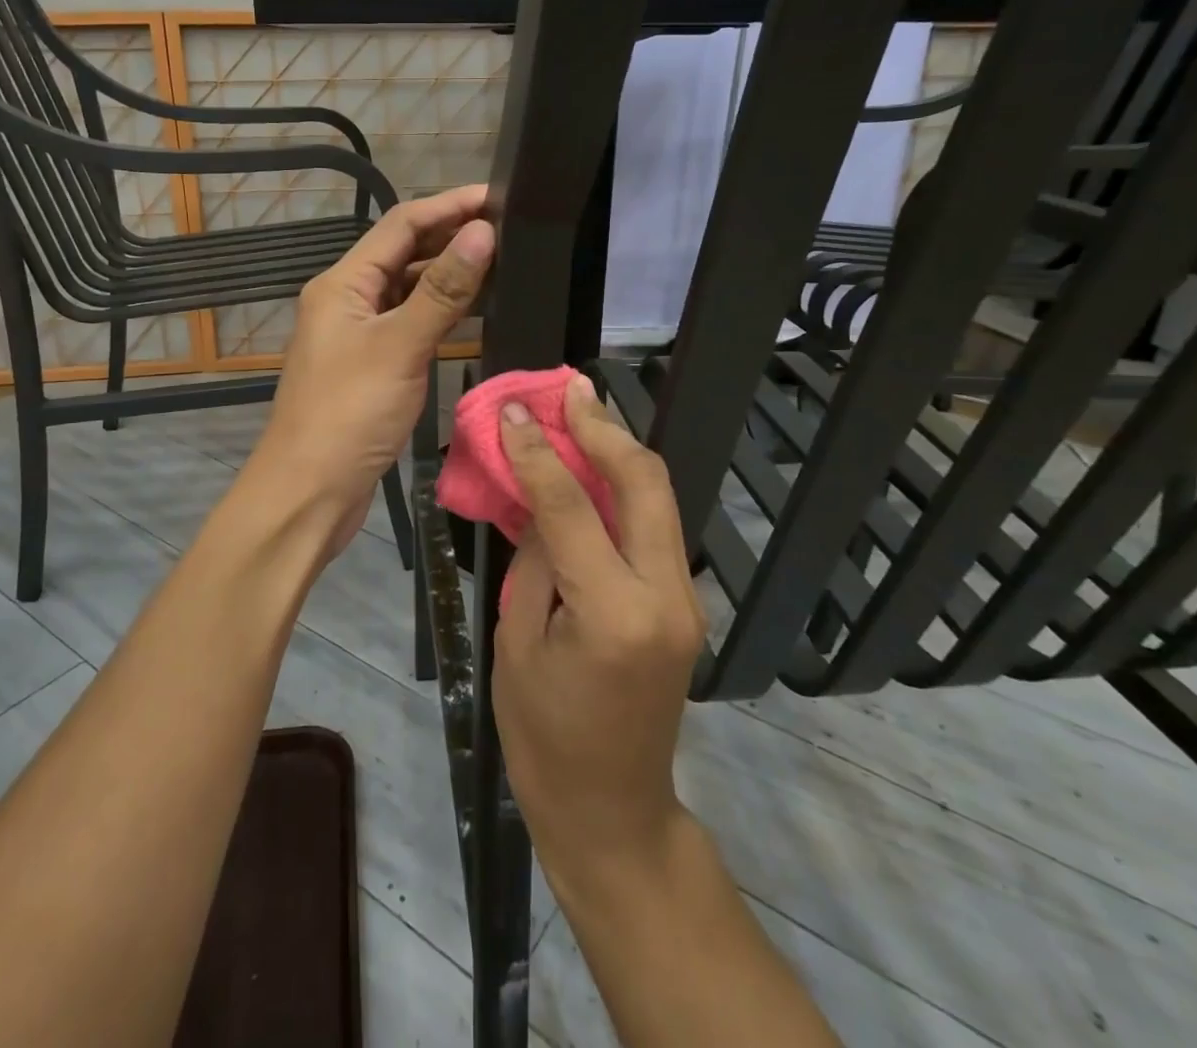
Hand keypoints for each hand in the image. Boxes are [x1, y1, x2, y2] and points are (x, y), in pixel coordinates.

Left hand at [248, 184, 494, 555]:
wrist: (309, 491)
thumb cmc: (349, 413)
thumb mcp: (400, 346)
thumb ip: (442, 290)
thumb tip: (482, 232)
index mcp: (342, 283)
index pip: (400, 225)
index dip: (448, 207)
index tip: (496, 197)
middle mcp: (347, 300)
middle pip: (403, 254)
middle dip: (450, 238)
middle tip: (508, 231)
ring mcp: (357, 335)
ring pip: (407, 291)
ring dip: (447, 276)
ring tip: (502, 264)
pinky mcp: (370, 366)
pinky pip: (409, 325)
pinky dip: (439, 314)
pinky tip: (473, 313)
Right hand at [493, 374, 705, 886]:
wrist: (612, 809)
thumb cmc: (544, 736)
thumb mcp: (516, 642)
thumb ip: (536, 559)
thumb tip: (540, 494)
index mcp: (613, 615)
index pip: (572, 507)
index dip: (537, 451)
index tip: (511, 410)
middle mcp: (665, 596)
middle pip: (644, 482)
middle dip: (604, 427)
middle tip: (568, 387)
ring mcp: (685, 599)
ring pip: (658, 497)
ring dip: (618, 448)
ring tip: (580, 408)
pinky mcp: (684, 602)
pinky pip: (654, 525)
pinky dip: (623, 485)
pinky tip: (594, 463)